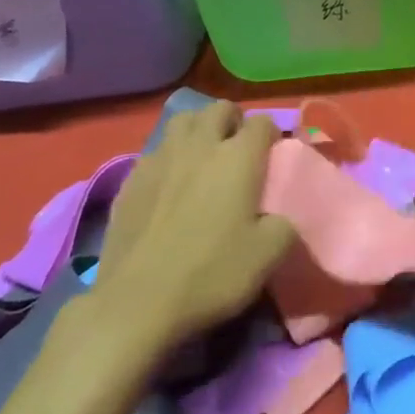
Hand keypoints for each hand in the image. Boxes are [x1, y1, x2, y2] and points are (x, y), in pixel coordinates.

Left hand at [91, 102, 295, 356]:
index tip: (273, 157)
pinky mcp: (129, 181)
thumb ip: (285, 223)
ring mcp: (159, 160)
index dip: (271, 136)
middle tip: (238, 151)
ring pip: (182, 121)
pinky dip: (168, 158)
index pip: (262, 122)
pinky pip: (155, 152)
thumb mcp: (270, 255)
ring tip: (202, 158)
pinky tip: (168, 185)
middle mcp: (200, 146)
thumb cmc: (211, 274)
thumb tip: (279, 216)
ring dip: (198, 130)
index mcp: (238, 157)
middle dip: (233, 122)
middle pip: (219, 109)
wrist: (136, 305)